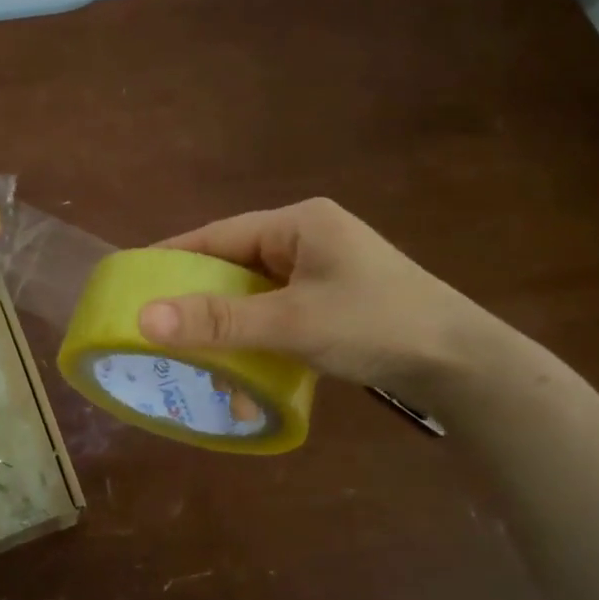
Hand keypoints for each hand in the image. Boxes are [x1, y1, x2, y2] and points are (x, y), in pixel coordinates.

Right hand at [137, 197, 497, 399]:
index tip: (134, 280)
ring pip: (256, 296)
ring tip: (196, 360)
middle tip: (158, 328)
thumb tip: (145, 318)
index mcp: (298, 224)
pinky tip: (245, 375)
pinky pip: (280, 315)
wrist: (464, 365)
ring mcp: (323, 272)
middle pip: (235, 266)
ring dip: (230, 329)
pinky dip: (259, 341)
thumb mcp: (290, 322)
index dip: (174, 256)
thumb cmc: (375, 325)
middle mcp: (308, 240)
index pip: (219, 234)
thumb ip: (218, 320)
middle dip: (201, 302)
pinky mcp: (334, 303)